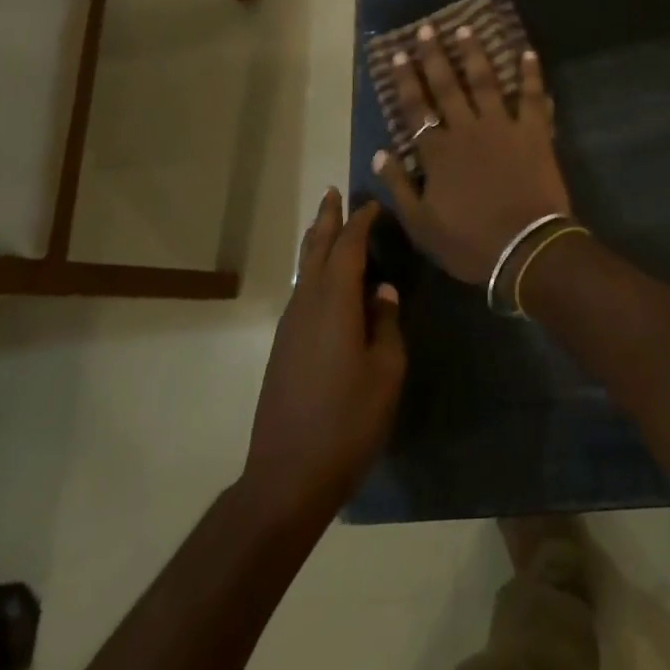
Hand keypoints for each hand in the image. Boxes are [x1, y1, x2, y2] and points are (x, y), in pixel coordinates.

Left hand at [244, 190, 405, 519]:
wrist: (286, 477)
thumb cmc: (347, 422)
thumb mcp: (386, 372)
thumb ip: (387, 324)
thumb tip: (383, 292)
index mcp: (335, 304)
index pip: (348, 247)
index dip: (361, 222)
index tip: (374, 204)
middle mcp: (307, 305)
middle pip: (316, 249)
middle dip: (327, 219)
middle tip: (334, 192)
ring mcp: (290, 327)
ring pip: (305, 270)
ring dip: (318, 243)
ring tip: (329, 225)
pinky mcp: (283, 348)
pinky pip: (301, 293)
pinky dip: (314, 271)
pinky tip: (325, 282)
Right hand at [373, 22, 572, 286]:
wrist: (524, 249)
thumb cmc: (470, 242)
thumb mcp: (421, 225)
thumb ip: (399, 187)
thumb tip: (379, 154)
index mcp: (438, 152)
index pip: (416, 109)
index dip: (407, 81)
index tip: (399, 55)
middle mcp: (466, 130)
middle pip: (447, 86)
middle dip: (434, 56)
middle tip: (427, 28)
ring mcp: (501, 127)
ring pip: (485, 82)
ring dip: (475, 54)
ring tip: (466, 28)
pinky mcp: (533, 132)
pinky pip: (531, 97)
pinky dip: (530, 75)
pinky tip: (527, 52)